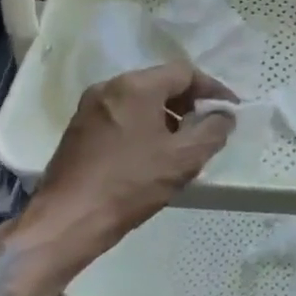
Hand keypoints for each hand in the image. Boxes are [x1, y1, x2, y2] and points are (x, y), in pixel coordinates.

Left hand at [10, 61, 235, 277]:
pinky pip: (122, 115)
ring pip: (141, 100)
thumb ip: (213, 130)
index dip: (213, 89)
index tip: (229, 111)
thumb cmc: (130, 184)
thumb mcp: (184, 158)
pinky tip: (152, 153)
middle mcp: (110, 87)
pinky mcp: (78, 129)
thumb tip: (224, 115)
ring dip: (167, 115)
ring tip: (182, 144)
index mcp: (136, 86)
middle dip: (189, 103)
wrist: (66, 222)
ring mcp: (89, 107)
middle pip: (161, 83)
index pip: (186, 73)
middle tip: (207, 127)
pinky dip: (143, 125)